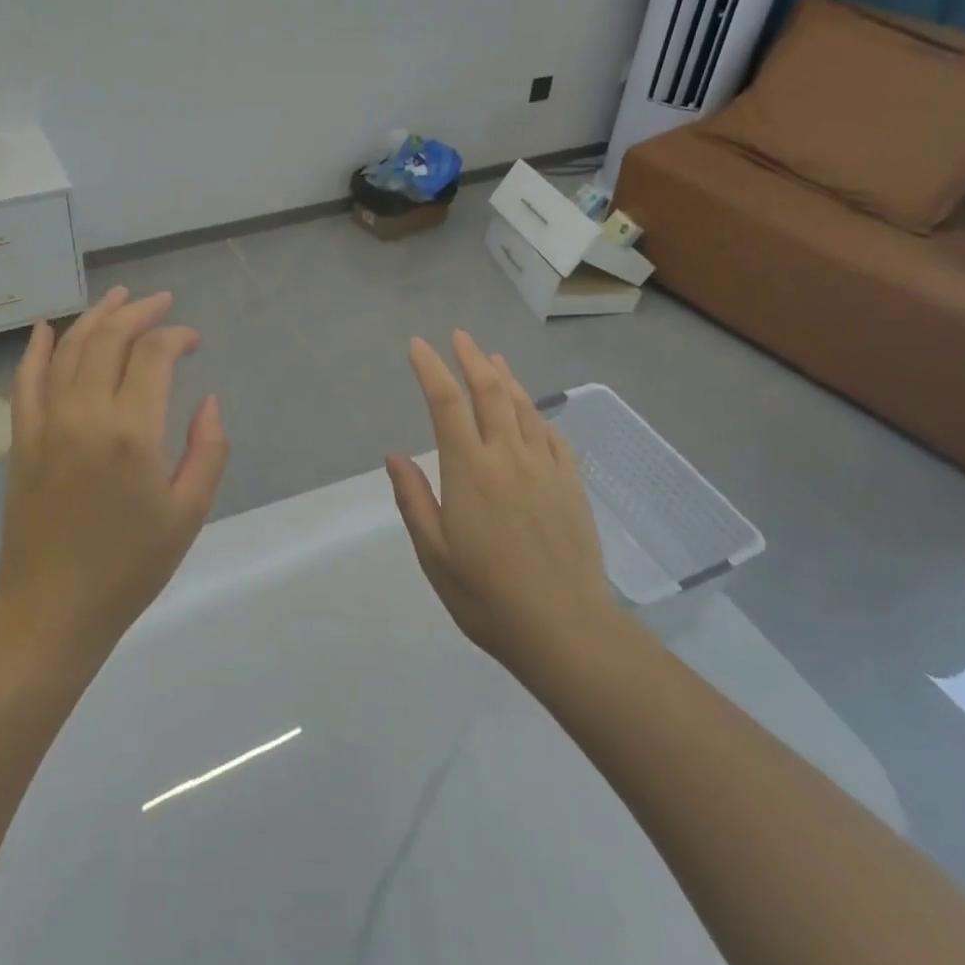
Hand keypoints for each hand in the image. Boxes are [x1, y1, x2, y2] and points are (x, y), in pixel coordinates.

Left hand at [0, 287, 229, 655]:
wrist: (53, 611)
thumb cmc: (130, 566)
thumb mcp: (189, 512)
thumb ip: (207, 449)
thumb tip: (208, 401)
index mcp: (131, 432)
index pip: (153, 355)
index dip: (176, 336)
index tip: (194, 340)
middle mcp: (84, 415)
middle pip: (109, 340)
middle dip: (139, 313)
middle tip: (162, 303)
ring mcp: (46, 424)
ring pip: (69, 350)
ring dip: (95, 317)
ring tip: (119, 297)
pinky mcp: (23, 440)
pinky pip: (26, 382)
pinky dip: (37, 349)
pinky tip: (47, 327)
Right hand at [386, 331, 612, 675]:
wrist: (565, 628)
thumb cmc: (487, 596)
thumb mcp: (434, 554)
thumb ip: (413, 499)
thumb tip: (394, 455)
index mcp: (469, 470)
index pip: (446, 404)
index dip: (431, 369)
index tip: (418, 346)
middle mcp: (508, 456)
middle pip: (490, 392)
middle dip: (472, 359)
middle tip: (460, 337)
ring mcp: (544, 466)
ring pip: (523, 406)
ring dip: (505, 377)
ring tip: (493, 358)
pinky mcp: (571, 482)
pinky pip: (552, 433)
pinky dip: (536, 412)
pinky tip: (532, 409)